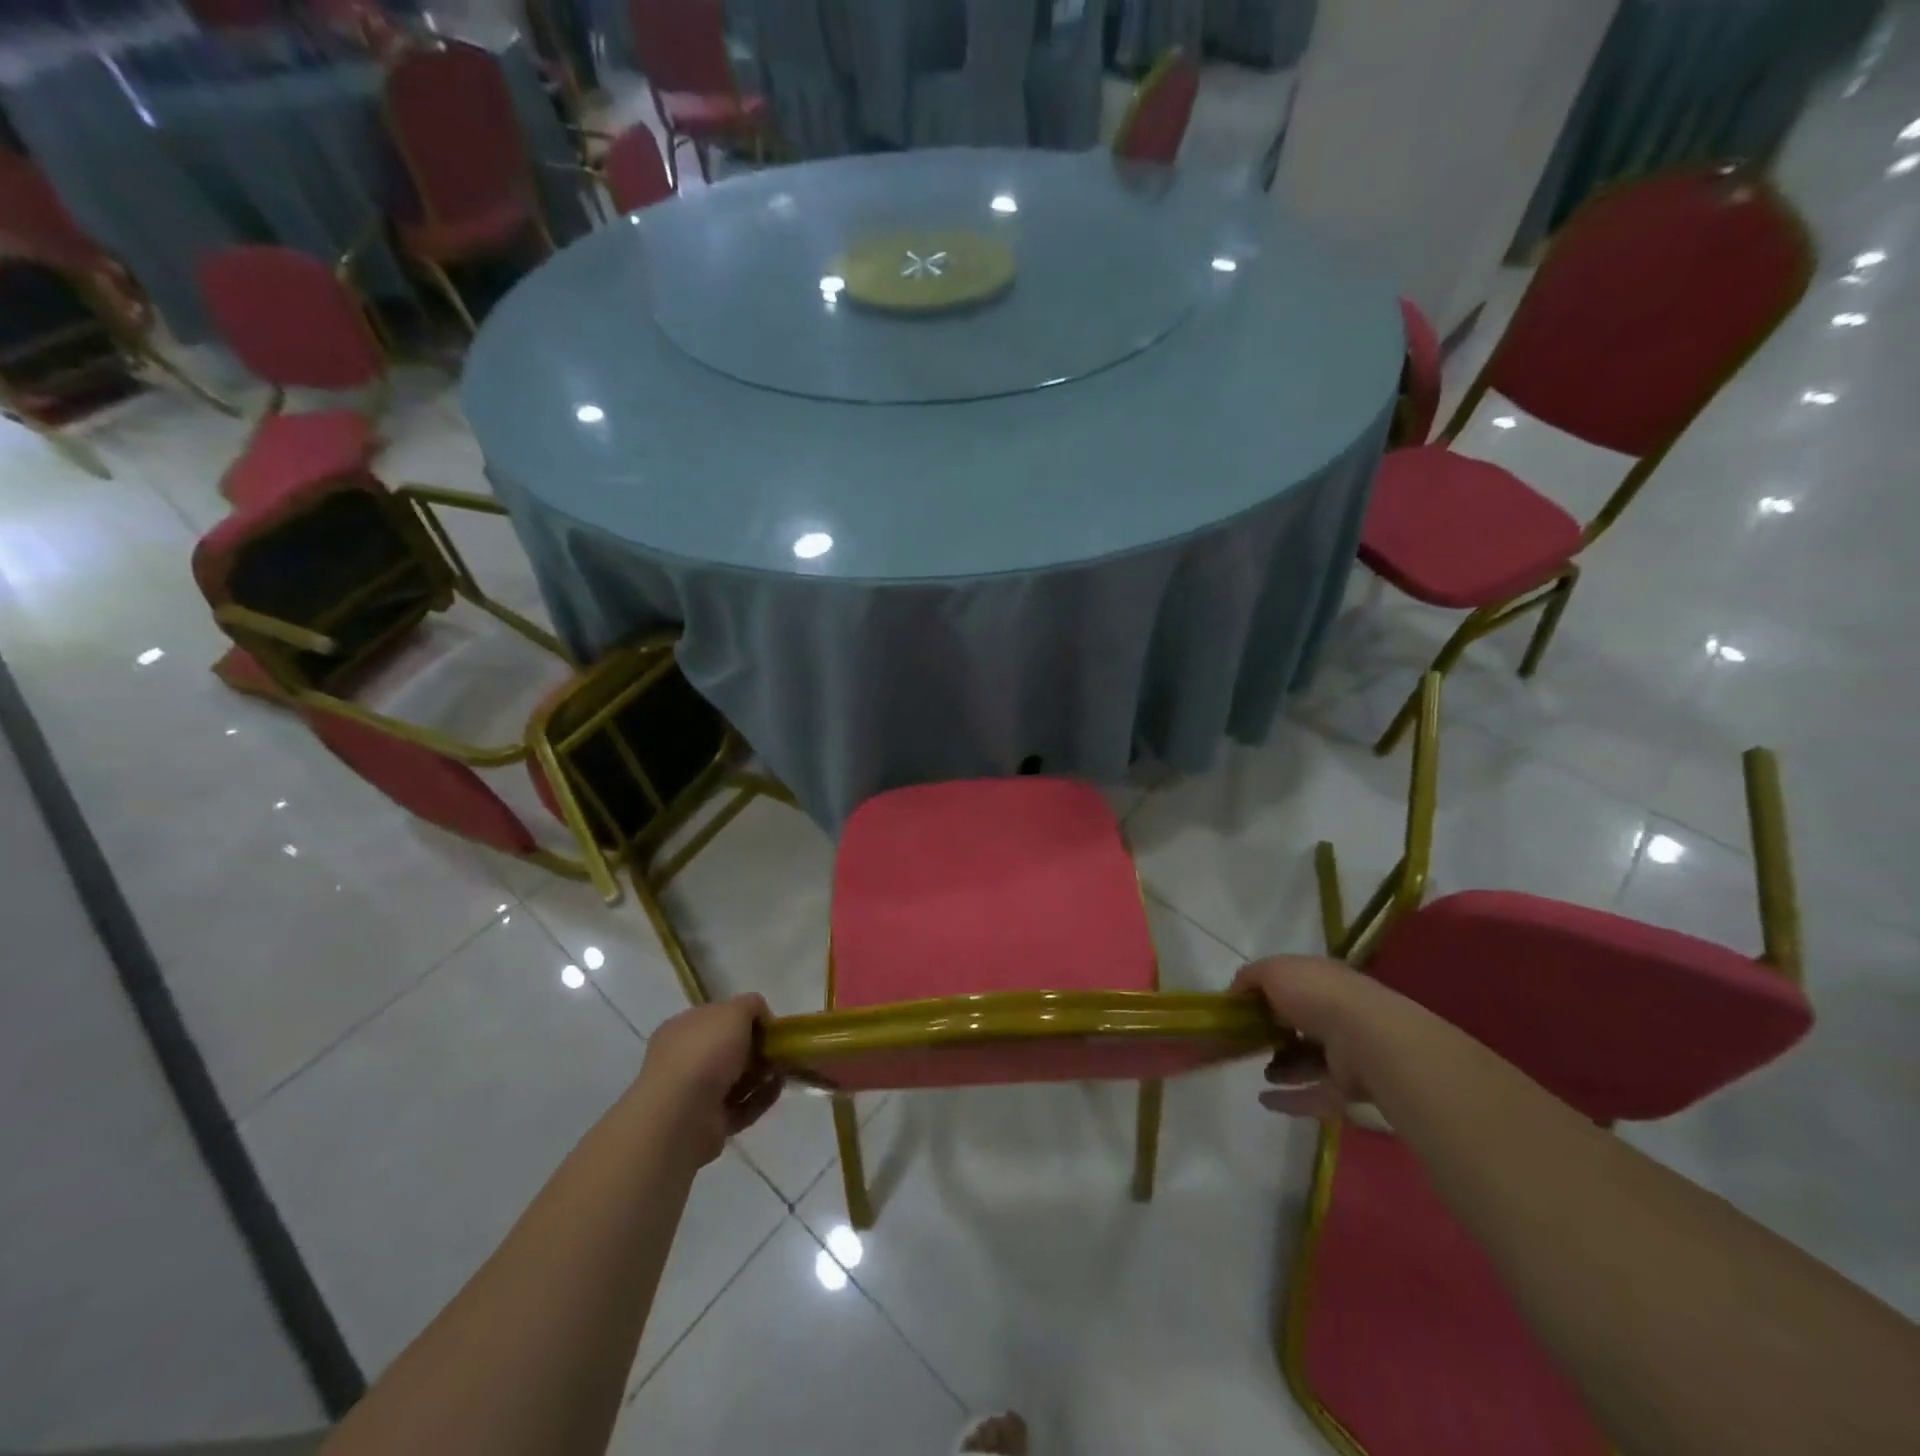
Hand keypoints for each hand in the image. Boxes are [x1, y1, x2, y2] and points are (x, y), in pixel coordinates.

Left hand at [634, 995, 781, 1166]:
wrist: (683, 1115)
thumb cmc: (705, 1052)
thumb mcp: (734, 1011)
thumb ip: (751, 1005)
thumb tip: (760, 1017)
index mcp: (682, 1029)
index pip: (716, 1018)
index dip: (744, 1018)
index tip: (768, 1024)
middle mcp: (683, 1060)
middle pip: (727, 1050)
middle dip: (756, 1048)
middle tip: (779, 1048)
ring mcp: (694, 1095)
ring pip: (735, 1079)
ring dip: (762, 1073)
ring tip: (783, 1069)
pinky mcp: (709, 1123)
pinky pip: (740, 1106)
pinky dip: (761, 1097)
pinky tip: (778, 1087)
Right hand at [1231, 955, 1386, 1120]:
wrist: (1365, 1038)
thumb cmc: (1316, 995)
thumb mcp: (1273, 971)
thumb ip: (1250, 977)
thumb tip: (1234, 992)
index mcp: (1322, 982)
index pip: (1294, 986)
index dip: (1267, 996)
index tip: (1242, 1009)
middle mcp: (1338, 1013)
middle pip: (1302, 1026)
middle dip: (1276, 1034)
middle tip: (1249, 1042)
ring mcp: (1347, 1053)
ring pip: (1310, 1062)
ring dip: (1284, 1069)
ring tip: (1260, 1073)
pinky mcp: (1350, 1088)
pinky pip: (1315, 1094)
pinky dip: (1291, 1099)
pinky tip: (1264, 1100)